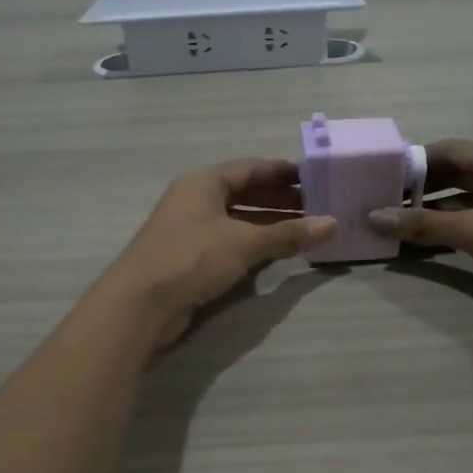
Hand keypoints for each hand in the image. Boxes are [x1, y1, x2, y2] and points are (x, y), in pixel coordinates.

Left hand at [100, 158, 336, 349]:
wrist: (140, 304)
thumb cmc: (192, 258)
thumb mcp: (244, 242)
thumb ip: (288, 233)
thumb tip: (331, 223)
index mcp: (204, 183)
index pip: (251, 168)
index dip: (283, 172)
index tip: (315, 178)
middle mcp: (195, 200)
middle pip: (245, 193)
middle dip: (280, 199)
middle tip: (317, 207)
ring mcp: (191, 230)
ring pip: (238, 219)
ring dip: (269, 223)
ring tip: (305, 230)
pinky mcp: (190, 258)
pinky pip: (230, 242)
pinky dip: (254, 244)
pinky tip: (277, 253)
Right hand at [366, 140, 472, 314]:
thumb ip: (425, 224)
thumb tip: (375, 217)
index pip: (444, 150)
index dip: (411, 163)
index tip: (380, 180)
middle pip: (454, 172)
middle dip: (420, 188)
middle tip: (385, 204)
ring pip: (467, 196)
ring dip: (437, 208)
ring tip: (401, 223)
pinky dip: (457, 224)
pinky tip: (435, 240)